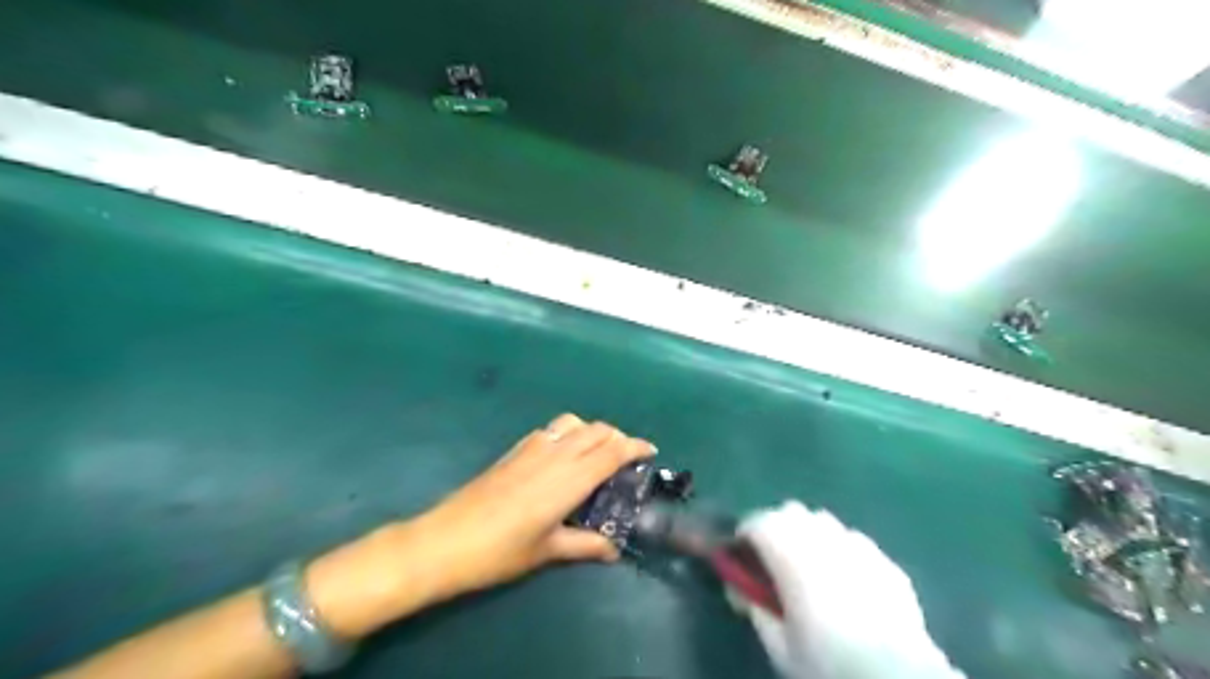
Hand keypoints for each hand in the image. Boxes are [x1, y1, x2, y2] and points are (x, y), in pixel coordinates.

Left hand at [406, 416, 652, 600]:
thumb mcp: (547, 550)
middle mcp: (554, 454)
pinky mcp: (515, 450)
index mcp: (569, 478)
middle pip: (596, 430)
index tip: (650, 451)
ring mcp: (532, 447)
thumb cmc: (500, 551)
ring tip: (597, 454)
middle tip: (627, 458)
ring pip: (573, 423)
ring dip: (592, 431)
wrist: (445, 540)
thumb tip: (613, 550)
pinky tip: (564, 457)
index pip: (612, 451)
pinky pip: (552, 429)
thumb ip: (585, 544)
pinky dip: (569, 433)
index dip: (635, 446)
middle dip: (618, 437)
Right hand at [738, 502, 966, 678]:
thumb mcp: (779, 647)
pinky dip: (840, 552)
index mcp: (793, 556)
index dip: (744, 534)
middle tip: (772, 560)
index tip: (740, 554)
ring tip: (809, 567)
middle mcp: (825, 540)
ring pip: (823, 522)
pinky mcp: (886, 562)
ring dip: (808, 534)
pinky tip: (846, 582)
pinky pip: (853, 542)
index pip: (758, 522)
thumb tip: (741, 590)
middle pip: (791, 512)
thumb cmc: (829, 664)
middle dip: (776, 528)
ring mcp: (860, 547)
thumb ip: (755, 609)